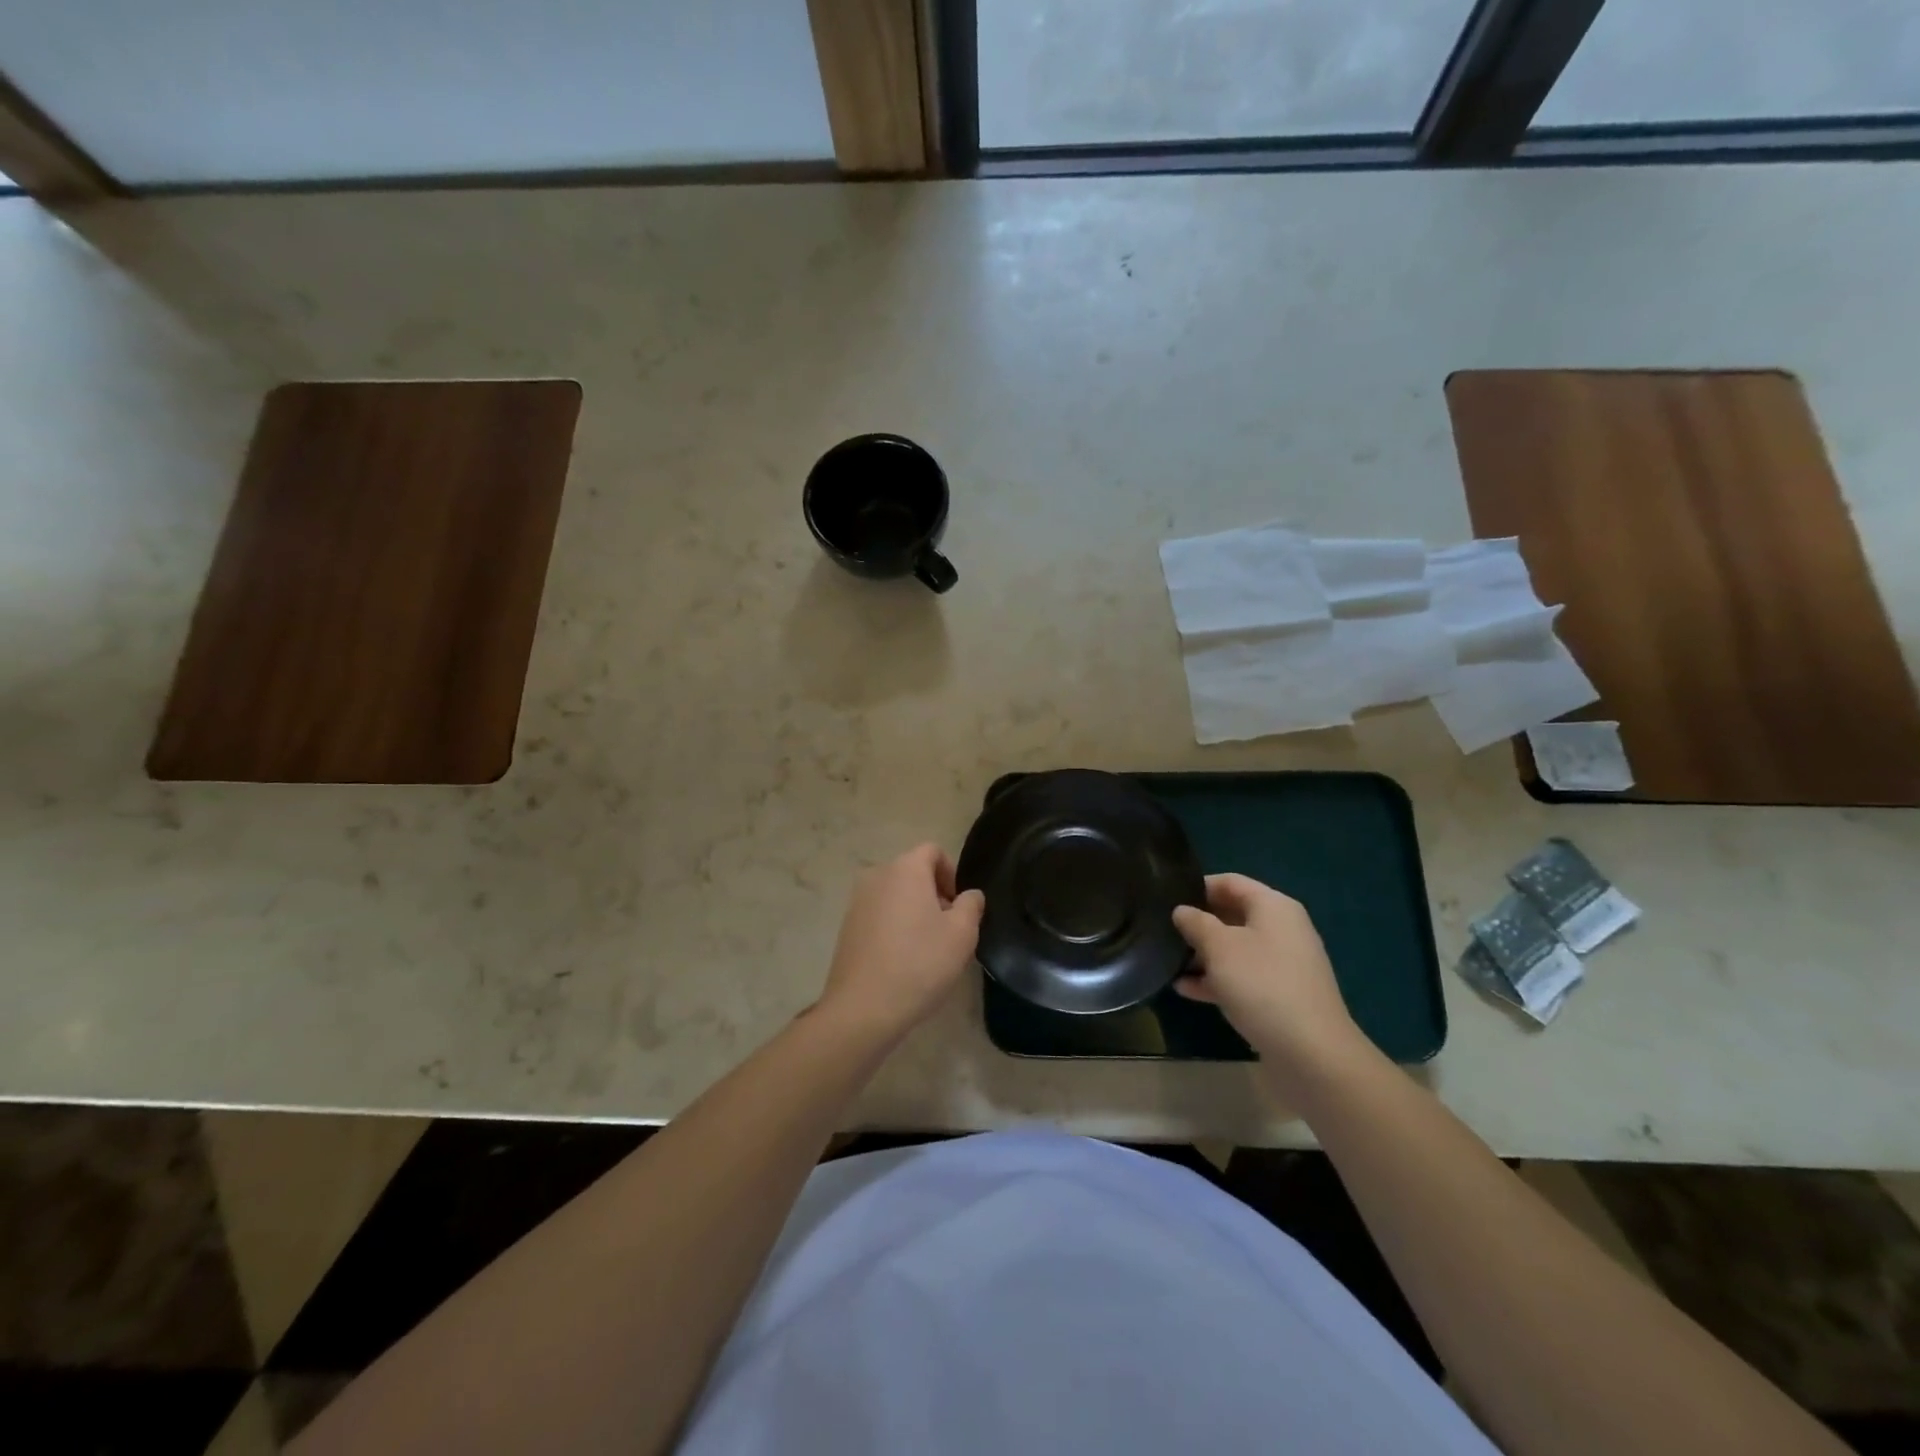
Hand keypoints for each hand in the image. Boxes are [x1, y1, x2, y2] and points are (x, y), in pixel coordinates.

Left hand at [819, 844, 985, 1039]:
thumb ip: (971, 905)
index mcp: (905, 869)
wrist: (863, 1007)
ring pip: (895, 894)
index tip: (959, 906)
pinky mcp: (847, 927)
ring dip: (914, 911)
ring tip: (926, 948)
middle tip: (948, 929)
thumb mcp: (962, 934)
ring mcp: (857, 902)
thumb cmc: (920, 963)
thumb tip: (969, 895)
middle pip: (912, 872)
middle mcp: (877, 876)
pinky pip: (879, 915)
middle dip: (934, 893)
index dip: (951, 873)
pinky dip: (894, 926)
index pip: (932, 851)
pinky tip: (903, 960)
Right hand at [1172, 874, 1368, 1086]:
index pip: (1230, 882)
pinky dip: (1216, 979)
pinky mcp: (1279, 995)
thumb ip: (1196, 923)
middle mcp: (1282, 929)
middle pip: (1232, 914)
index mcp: (1273, 907)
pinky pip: (1242, 977)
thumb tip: (1182, 910)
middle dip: (1198, 922)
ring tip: (1167, 960)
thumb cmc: (1262, 985)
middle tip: (1162, 930)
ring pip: (1235, 948)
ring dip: (1203, 954)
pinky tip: (1184, 989)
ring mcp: (1282, 964)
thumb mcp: (1220, 947)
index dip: (1198, 886)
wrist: (1312, 1053)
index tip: (1166, 898)